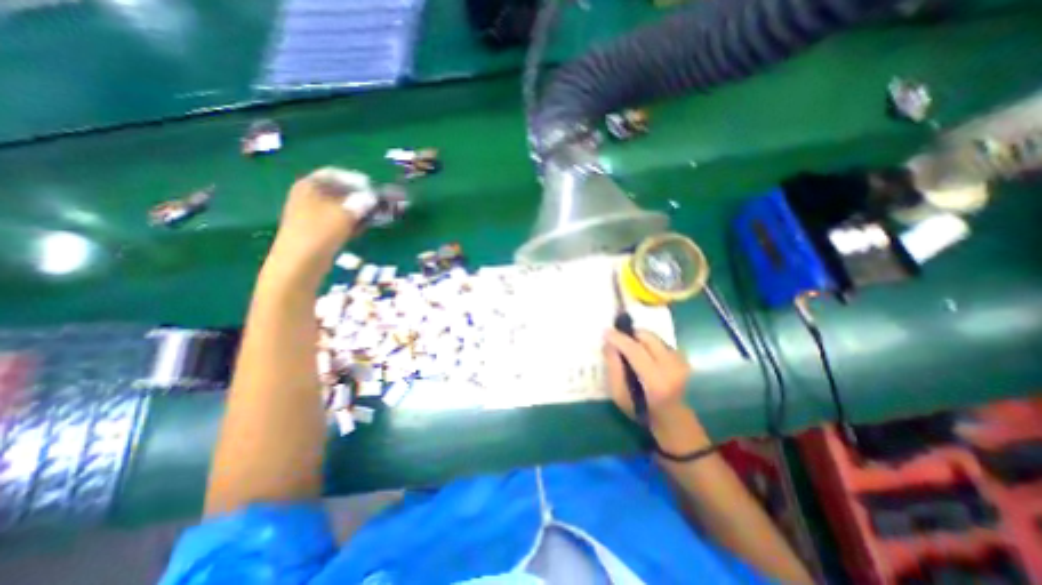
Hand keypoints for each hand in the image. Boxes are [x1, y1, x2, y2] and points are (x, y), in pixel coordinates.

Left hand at [268, 166, 373, 268]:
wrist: (300, 265)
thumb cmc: (319, 234)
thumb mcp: (344, 214)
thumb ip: (361, 202)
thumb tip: (373, 197)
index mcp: (309, 186)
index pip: (335, 174)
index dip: (356, 180)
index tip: (374, 189)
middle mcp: (308, 196)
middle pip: (339, 190)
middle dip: (360, 197)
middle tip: (378, 204)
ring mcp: (312, 214)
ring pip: (341, 207)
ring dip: (358, 210)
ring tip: (374, 216)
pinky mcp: (318, 230)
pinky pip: (338, 220)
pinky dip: (351, 222)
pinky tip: (361, 229)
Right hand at [602, 329, 708, 443]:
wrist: (675, 422)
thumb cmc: (642, 412)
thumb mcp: (619, 395)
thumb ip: (613, 368)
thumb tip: (608, 344)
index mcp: (656, 381)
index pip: (635, 350)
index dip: (619, 338)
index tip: (606, 331)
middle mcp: (672, 367)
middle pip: (648, 337)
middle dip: (630, 334)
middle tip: (618, 339)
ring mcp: (681, 362)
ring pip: (655, 337)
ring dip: (639, 338)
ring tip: (629, 347)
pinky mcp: (684, 359)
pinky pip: (661, 342)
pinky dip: (649, 343)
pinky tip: (643, 353)